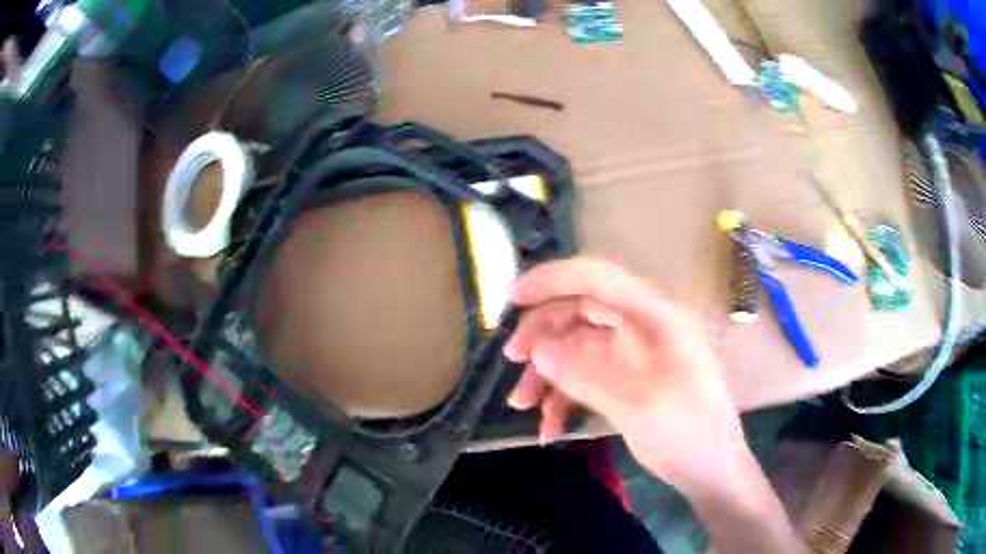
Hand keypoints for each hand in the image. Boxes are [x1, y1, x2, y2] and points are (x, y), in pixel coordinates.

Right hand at [504, 257, 746, 490]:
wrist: (711, 471)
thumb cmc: (687, 432)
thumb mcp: (636, 403)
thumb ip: (584, 373)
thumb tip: (537, 350)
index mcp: (654, 317)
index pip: (599, 278)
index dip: (553, 279)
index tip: (513, 299)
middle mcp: (642, 328)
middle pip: (581, 313)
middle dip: (544, 336)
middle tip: (512, 361)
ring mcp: (633, 356)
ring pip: (577, 348)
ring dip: (547, 373)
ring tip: (522, 405)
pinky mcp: (626, 381)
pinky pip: (585, 378)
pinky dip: (563, 397)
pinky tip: (549, 426)